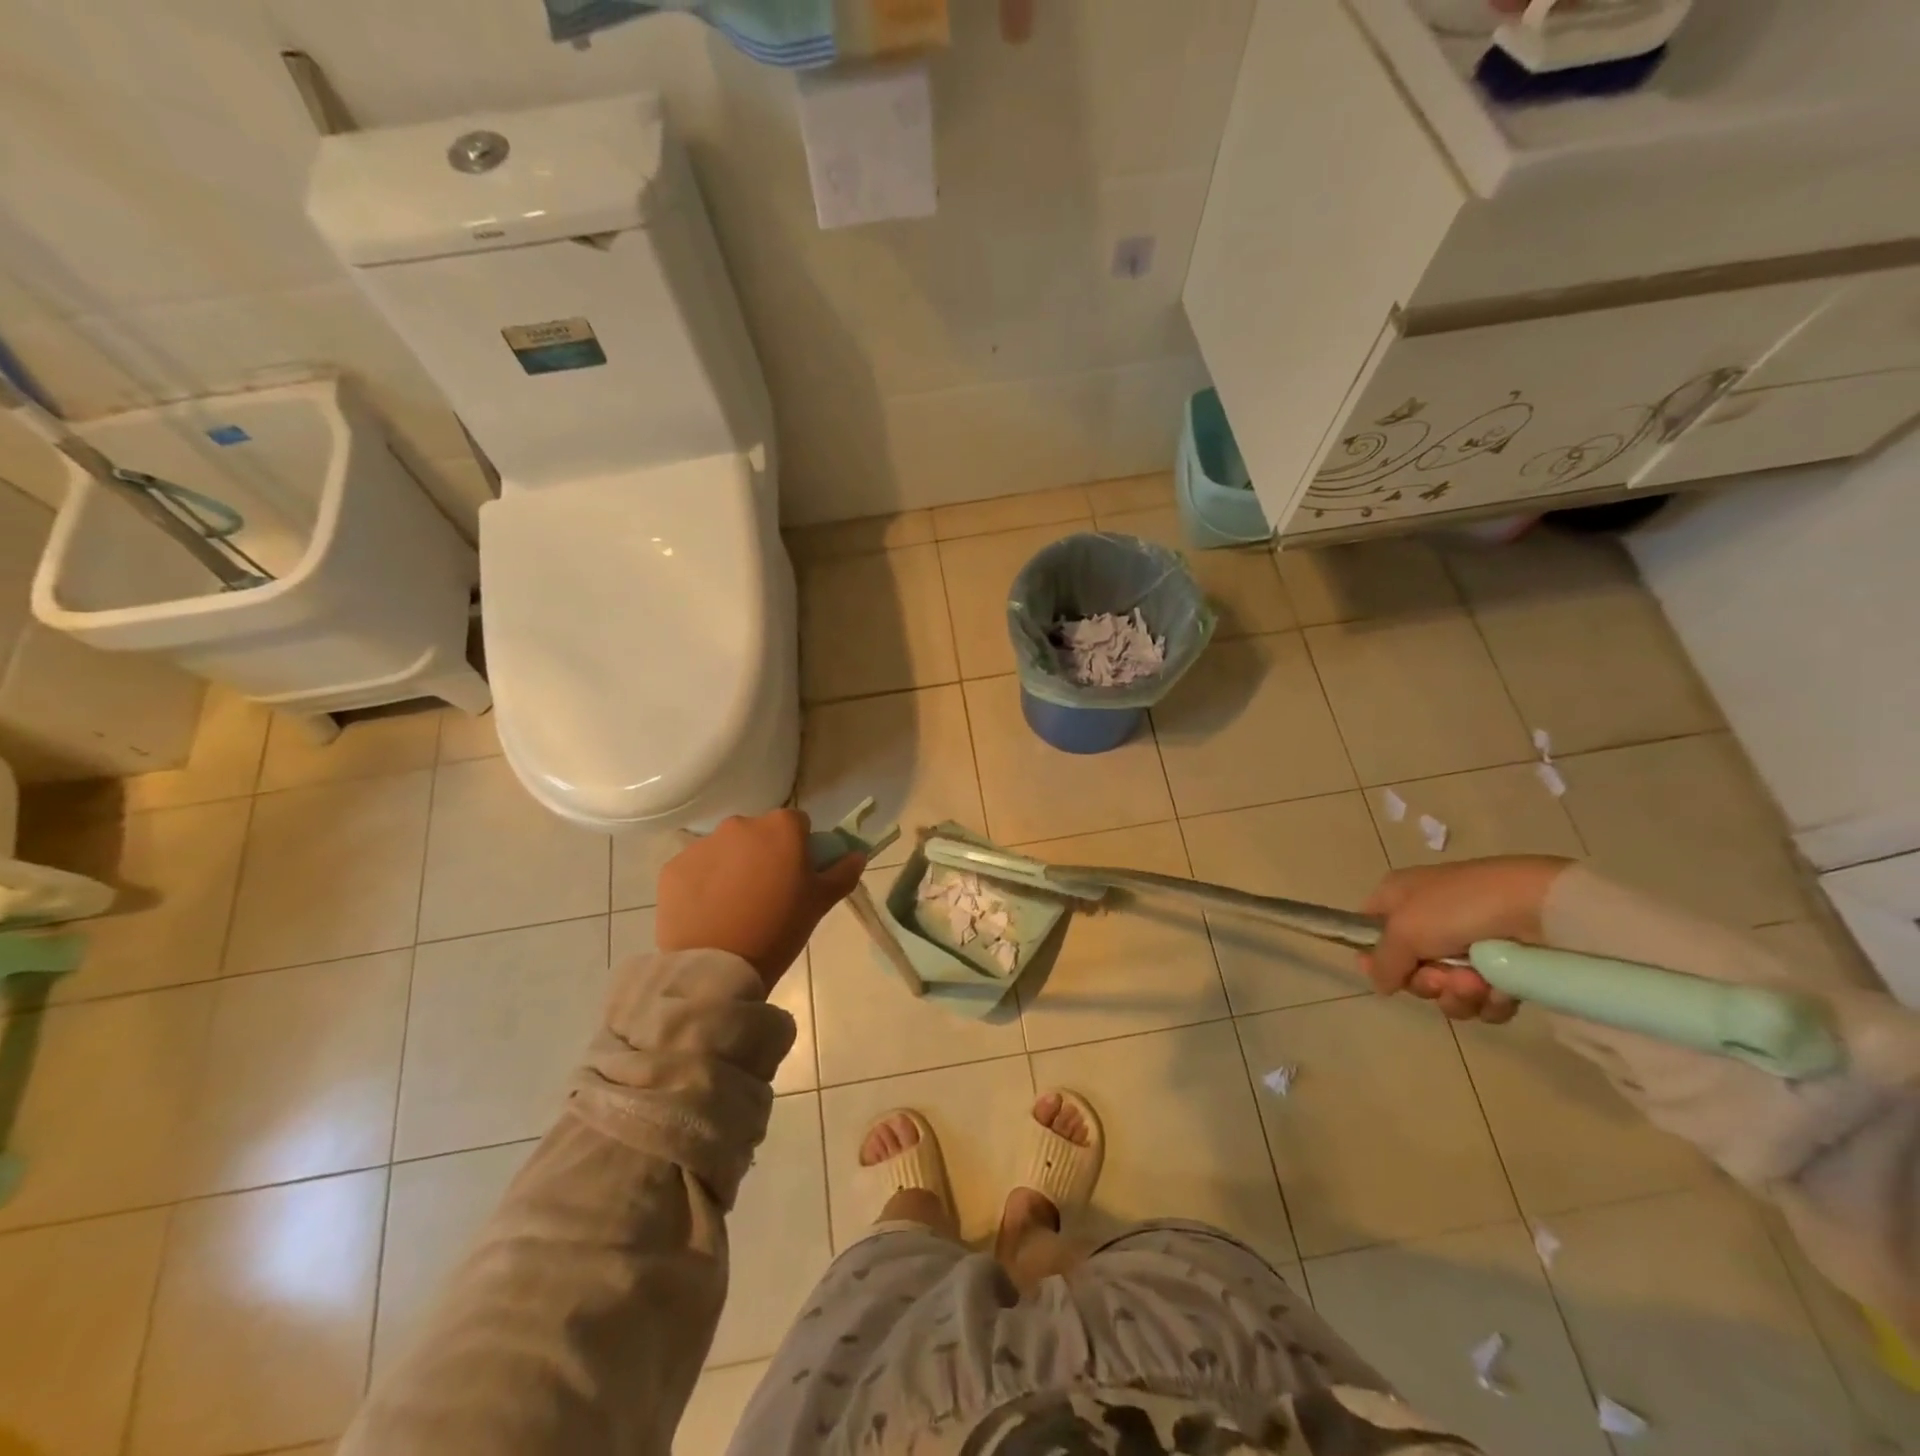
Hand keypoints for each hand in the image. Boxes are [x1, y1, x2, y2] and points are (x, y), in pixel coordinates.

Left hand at [654, 810, 865, 987]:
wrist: (717, 969)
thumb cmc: (779, 929)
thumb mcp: (820, 903)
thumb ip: (842, 872)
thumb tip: (857, 854)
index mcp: (781, 828)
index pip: (797, 825)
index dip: (800, 848)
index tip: (797, 877)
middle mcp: (740, 825)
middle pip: (758, 834)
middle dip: (763, 855)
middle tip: (767, 894)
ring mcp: (703, 845)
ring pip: (725, 850)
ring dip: (732, 867)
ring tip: (734, 907)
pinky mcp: (673, 868)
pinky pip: (695, 869)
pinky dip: (702, 884)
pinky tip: (708, 913)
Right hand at [1359, 856, 1573, 1022]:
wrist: (1538, 908)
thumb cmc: (1458, 908)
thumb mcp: (1403, 930)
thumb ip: (1381, 961)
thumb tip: (1379, 983)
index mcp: (1399, 897)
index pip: (1370, 929)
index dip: (1373, 956)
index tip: (1385, 974)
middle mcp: (1428, 920)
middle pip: (1409, 968)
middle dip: (1425, 981)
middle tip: (1441, 977)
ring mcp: (1467, 944)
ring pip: (1446, 989)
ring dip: (1457, 994)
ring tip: (1478, 982)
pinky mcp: (1503, 968)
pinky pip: (1482, 1000)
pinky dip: (1488, 1001)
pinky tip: (1499, 990)